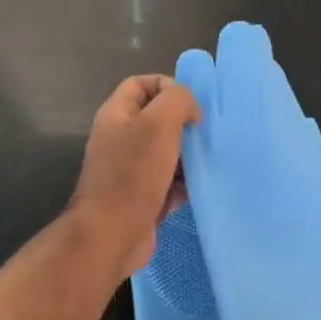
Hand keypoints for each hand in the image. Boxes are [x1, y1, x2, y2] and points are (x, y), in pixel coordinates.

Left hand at [69, 75, 199, 277]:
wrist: (112, 235)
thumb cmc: (133, 174)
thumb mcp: (159, 124)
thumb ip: (178, 101)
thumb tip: (190, 110)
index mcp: (116, 115)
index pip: (141, 84)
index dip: (167, 86)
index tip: (190, 106)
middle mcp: (120, 139)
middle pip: (157, 119)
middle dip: (184, 124)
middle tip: (203, 134)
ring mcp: (130, 171)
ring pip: (167, 153)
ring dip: (189, 156)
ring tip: (209, 161)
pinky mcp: (142, 198)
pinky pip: (170, 183)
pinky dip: (185, 185)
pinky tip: (200, 188)